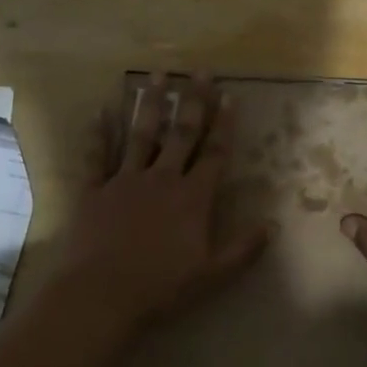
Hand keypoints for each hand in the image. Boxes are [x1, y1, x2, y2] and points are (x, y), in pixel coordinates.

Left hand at [57, 73, 271, 335]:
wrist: (101, 294)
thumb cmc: (161, 286)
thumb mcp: (212, 274)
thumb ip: (243, 248)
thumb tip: (272, 225)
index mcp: (192, 196)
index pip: (214, 152)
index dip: (224, 124)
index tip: (230, 96)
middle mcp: (162, 178)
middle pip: (181, 133)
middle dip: (193, 100)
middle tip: (199, 71)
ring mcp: (125, 181)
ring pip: (141, 134)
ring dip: (150, 103)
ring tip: (155, 75)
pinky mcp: (94, 191)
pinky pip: (97, 156)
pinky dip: (98, 133)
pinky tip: (100, 110)